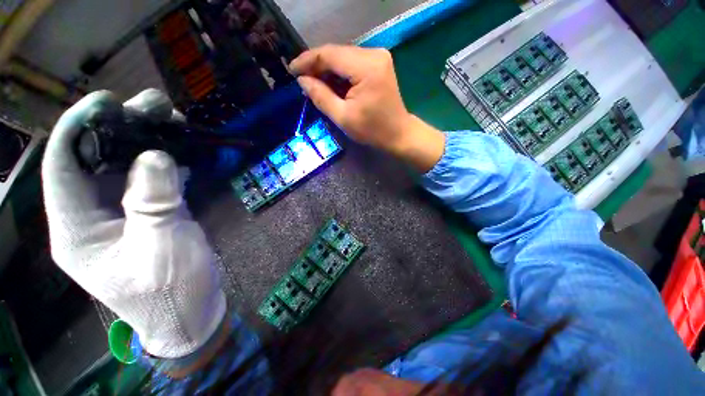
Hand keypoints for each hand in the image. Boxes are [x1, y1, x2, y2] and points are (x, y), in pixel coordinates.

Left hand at [42, 89, 225, 358]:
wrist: (190, 309)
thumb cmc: (171, 289)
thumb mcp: (162, 248)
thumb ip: (155, 203)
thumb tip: (157, 156)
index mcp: (76, 229)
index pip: (64, 166)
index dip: (80, 127)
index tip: (108, 100)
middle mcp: (91, 214)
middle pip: (95, 158)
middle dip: (120, 127)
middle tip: (154, 105)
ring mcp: (121, 213)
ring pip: (124, 165)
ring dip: (147, 141)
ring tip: (173, 122)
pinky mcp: (147, 213)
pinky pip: (149, 178)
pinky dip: (165, 161)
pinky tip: (182, 151)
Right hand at [289, 45, 444, 172]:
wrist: (398, 134)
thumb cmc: (373, 130)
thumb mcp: (343, 117)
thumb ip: (321, 97)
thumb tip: (302, 80)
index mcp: (366, 67)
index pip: (329, 54)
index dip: (307, 61)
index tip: (291, 70)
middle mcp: (373, 54)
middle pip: (336, 53)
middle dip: (316, 66)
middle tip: (302, 80)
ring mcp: (378, 57)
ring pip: (343, 57)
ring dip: (327, 70)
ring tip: (314, 84)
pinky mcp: (378, 63)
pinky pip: (352, 63)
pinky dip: (339, 73)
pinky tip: (331, 84)